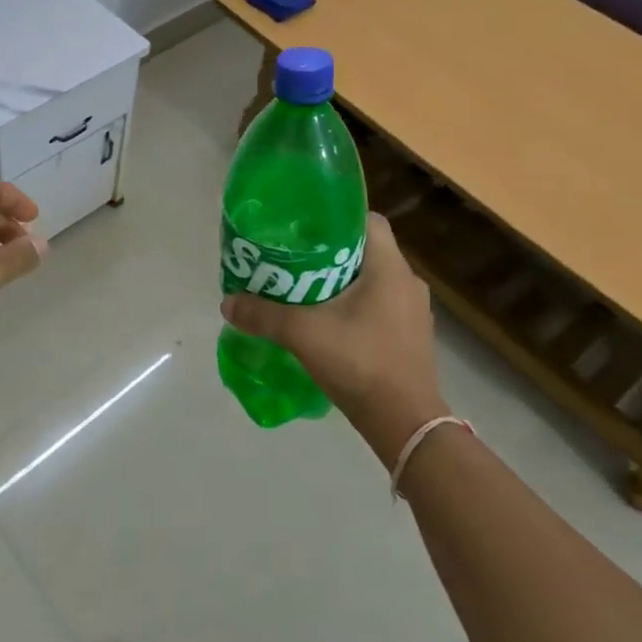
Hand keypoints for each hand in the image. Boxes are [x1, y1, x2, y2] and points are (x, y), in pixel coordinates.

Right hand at [220, 214, 443, 465]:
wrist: (405, 424)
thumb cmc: (360, 363)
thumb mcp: (303, 334)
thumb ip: (263, 315)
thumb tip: (227, 303)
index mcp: (390, 268)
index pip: (367, 220)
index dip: (336, 217)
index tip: (305, 226)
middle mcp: (408, 282)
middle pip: (366, 250)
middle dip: (331, 251)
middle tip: (295, 257)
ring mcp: (414, 312)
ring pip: (373, 279)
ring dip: (343, 280)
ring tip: (306, 288)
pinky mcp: (412, 337)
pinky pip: (381, 305)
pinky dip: (356, 305)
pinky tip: (329, 321)